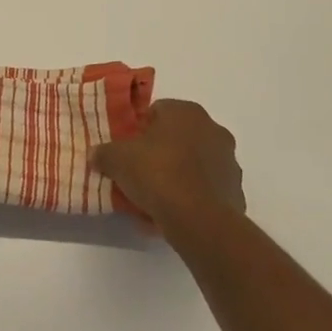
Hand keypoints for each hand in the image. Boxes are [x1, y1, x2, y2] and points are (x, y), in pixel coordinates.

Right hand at [92, 99, 245, 236]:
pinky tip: (172, 215)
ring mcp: (229, 161)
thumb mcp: (117, 159)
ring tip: (154, 200)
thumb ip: (104, 153)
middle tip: (139, 173)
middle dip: (160, 152)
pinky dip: (191, 198)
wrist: (198, 219)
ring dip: (177, 176)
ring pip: (194, 164)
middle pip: (178, 137)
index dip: (139, 129)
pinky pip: (206, 190)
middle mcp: (213, 129)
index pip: (157, 111)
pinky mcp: (235, 191)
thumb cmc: (157, 174)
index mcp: (186, 112)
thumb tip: (96, 154)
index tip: (128, 150)